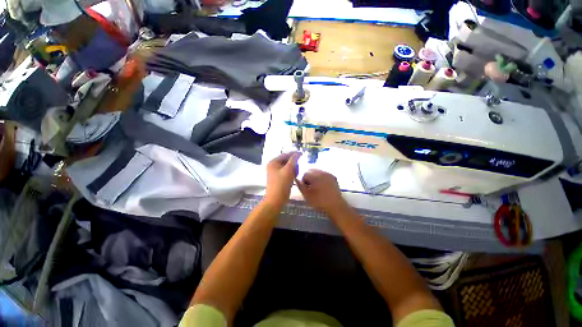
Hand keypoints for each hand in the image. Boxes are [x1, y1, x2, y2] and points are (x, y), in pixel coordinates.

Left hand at [264, 152, 301, 207]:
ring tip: (297, 172)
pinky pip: (286, 172)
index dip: (294, 154)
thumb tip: (298, 153)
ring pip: (287, 167)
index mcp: (273, 162)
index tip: (303, 154)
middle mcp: (273, 166)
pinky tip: (295, 176)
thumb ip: (293, 160)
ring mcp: (275, 172)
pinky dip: (291, 173)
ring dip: (293, 168)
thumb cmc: (281, 184)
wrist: (276, 200)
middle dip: (294, 163)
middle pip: (286, 160)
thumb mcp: (288, 170)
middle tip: (300, 165)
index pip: (285, 154)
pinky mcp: (279, 178)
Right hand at [296, 169, 349, 215]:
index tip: (305, 188)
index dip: (303, 181)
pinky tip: (322, 186)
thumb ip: (300, 185)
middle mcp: (321, 172)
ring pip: (318, 171)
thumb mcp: (307, 195)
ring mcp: (328, 174)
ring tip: (316, 187)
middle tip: (310, 187)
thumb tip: (296, 178)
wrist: (335, 206)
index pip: (305, 174)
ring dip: (315, 177)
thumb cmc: (319, 201)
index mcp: (314, 176)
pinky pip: (324, 174)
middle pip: (311, 171)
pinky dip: (321, 178)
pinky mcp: (333, 177)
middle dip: (309, 177)